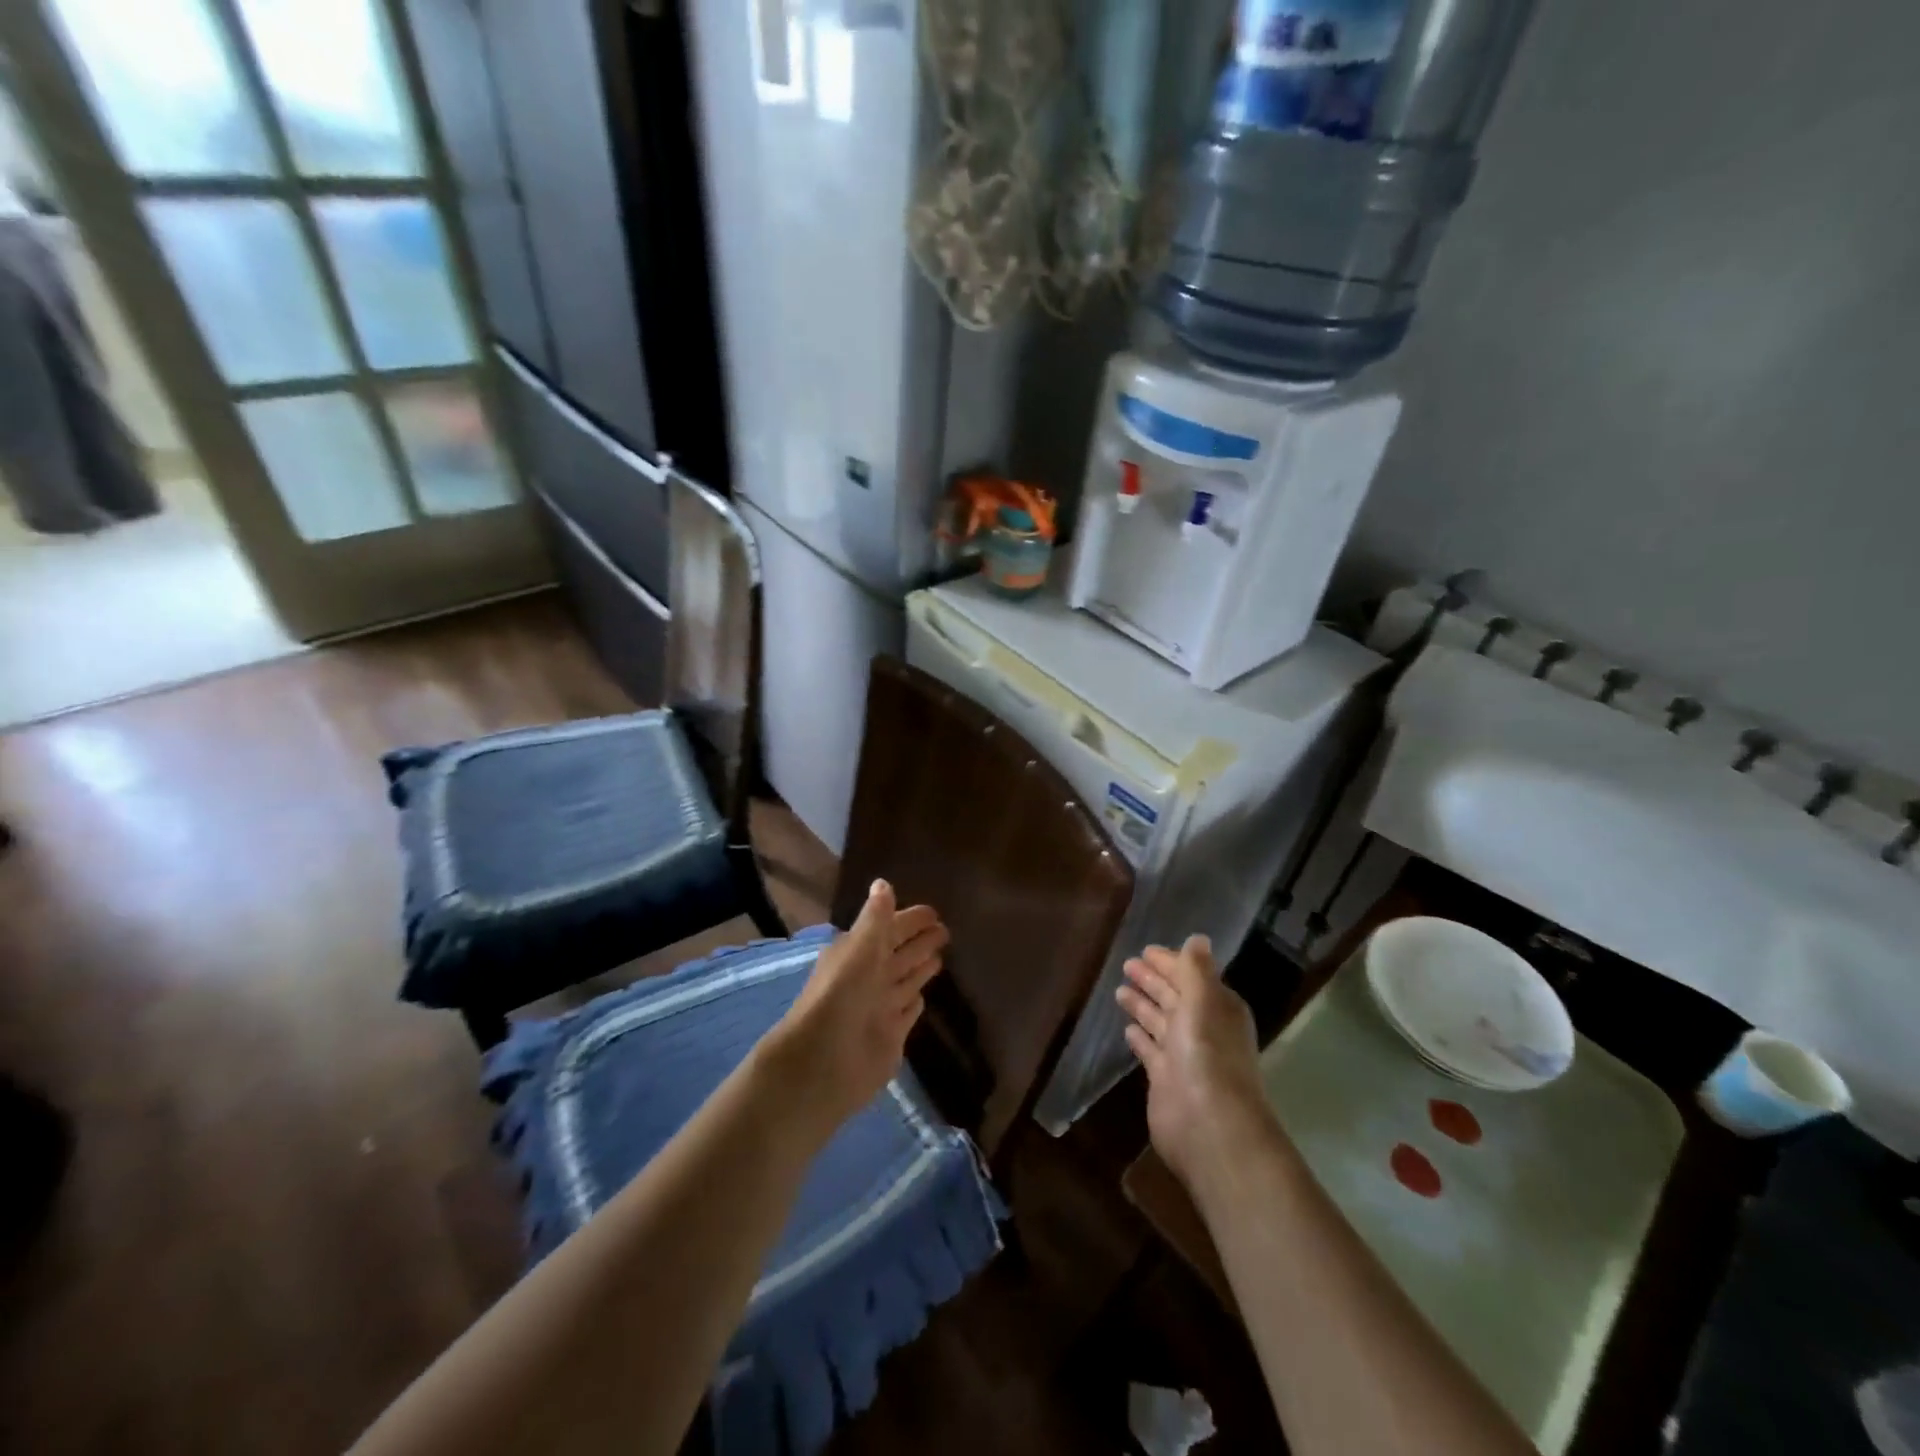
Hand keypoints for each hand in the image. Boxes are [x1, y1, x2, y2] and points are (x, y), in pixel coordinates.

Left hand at [760, 880, 948, 1131]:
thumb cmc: (842, 995)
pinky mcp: (891, 1036)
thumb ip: (876, 918)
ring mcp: (880, 1007)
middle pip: (900, 953)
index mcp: (858, 953)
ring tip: (941, 956)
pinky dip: (914, 1002)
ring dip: (921, 968)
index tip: (934, 912)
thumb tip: (883, 882)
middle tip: (946, 930)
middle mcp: (869, 977)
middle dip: (921, 941)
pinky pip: (906, 1012)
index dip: (910, 920)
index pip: (890, 929)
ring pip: (905, 980)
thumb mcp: (860, 947)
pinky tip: (923, 997)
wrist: (824, 1062)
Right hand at [1116, 936, 1267, 1188]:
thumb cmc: (1206, 1054)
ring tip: (1119, 989)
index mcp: (1217, 1008)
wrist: (1208, 1125)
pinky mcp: (1165, 1079)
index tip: (1146, 950)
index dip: (1170, 962)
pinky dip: (1140, 1037)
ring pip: (1160, 1021)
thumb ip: (1196, 969)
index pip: (1191, 976)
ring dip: (1143, 1005)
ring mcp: (1183, 1055)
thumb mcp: (1202, 1001)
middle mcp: (1202, 1029)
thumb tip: (1198, 938)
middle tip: (1127, 963)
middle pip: (1174, 997)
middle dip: (1153, 980)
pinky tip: (1127, 1029)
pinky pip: (1150, 1049)